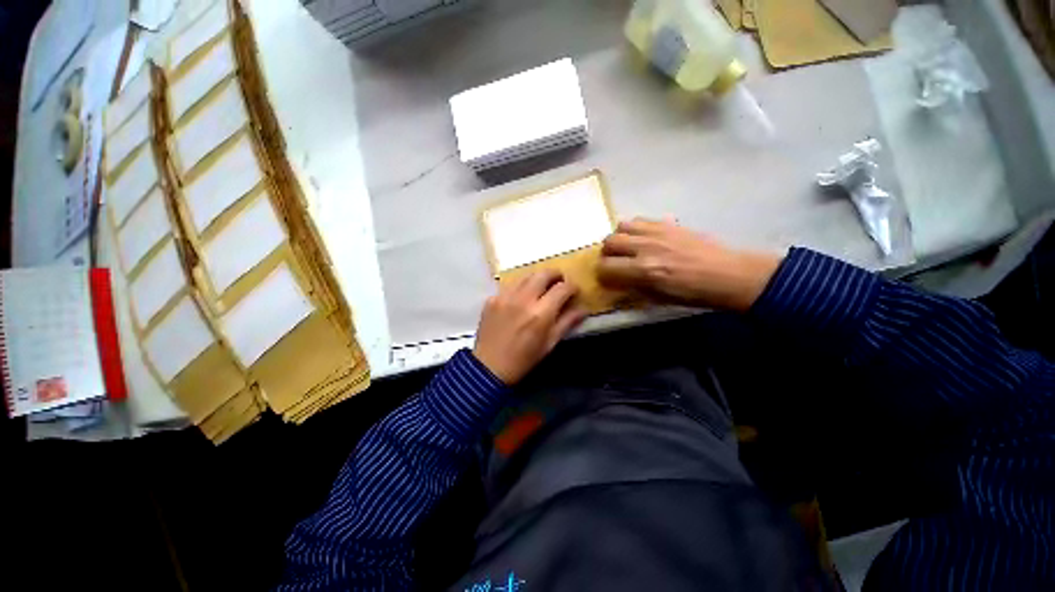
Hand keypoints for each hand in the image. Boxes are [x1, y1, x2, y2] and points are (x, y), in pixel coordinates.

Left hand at [473, 270, 587, 384]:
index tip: (574, 291)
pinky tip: (520, 299)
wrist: (489, 367)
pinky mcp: (492, 298)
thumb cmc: (524, 359)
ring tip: (541, 288)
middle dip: (556, 274)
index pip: (562, 288)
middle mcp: (523, 299)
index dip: (572, 287)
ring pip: (526, 276)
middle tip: (559, 282)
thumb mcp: (550, 344)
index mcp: (541, 313)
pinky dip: (520, 288)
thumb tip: (583, 309)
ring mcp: (505, 296)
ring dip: (537, 279)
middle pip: (543, 273)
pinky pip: (510, 286)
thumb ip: (567, 322)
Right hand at [597, 218, 782, 311]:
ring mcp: (657, 232)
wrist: (727, 274)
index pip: (605, 267)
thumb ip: (632, 288)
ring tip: (627, 246)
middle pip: (609, 242)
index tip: (606, 277)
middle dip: (607, 254)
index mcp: (644, 270)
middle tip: (614, 261)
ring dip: (619, 237)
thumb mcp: (658, 298)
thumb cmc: (693, 294)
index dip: (602, 273)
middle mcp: (646, 247)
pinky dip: (634, 228)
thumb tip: (616, 282)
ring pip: (621, 226)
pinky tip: (643, 237)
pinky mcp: (667, 223)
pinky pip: (640, 220)